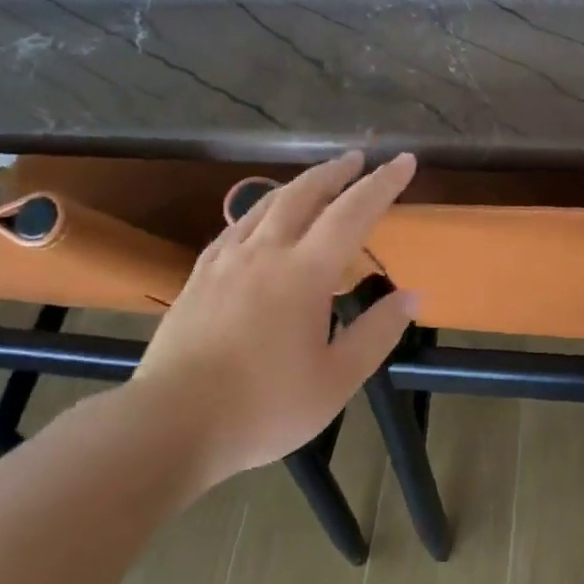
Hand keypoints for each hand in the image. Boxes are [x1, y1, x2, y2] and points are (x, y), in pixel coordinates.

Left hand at [124, 151, 418, 481]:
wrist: (171, 424)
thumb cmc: (265, 407)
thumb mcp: (337, 380)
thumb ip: (377, 333)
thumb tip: (412, 295)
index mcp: (304, 274)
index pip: (352, 214)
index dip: (381, 184)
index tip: (403, 160)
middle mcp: (264, 254)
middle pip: (303, 195)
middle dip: (335, 172)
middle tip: (357, 159)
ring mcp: (225, 263)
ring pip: (264, 205)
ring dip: (297, 186)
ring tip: (316, 181)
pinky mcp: (198, 278)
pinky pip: (234, 228)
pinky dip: (259, 212)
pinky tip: (259, 221)